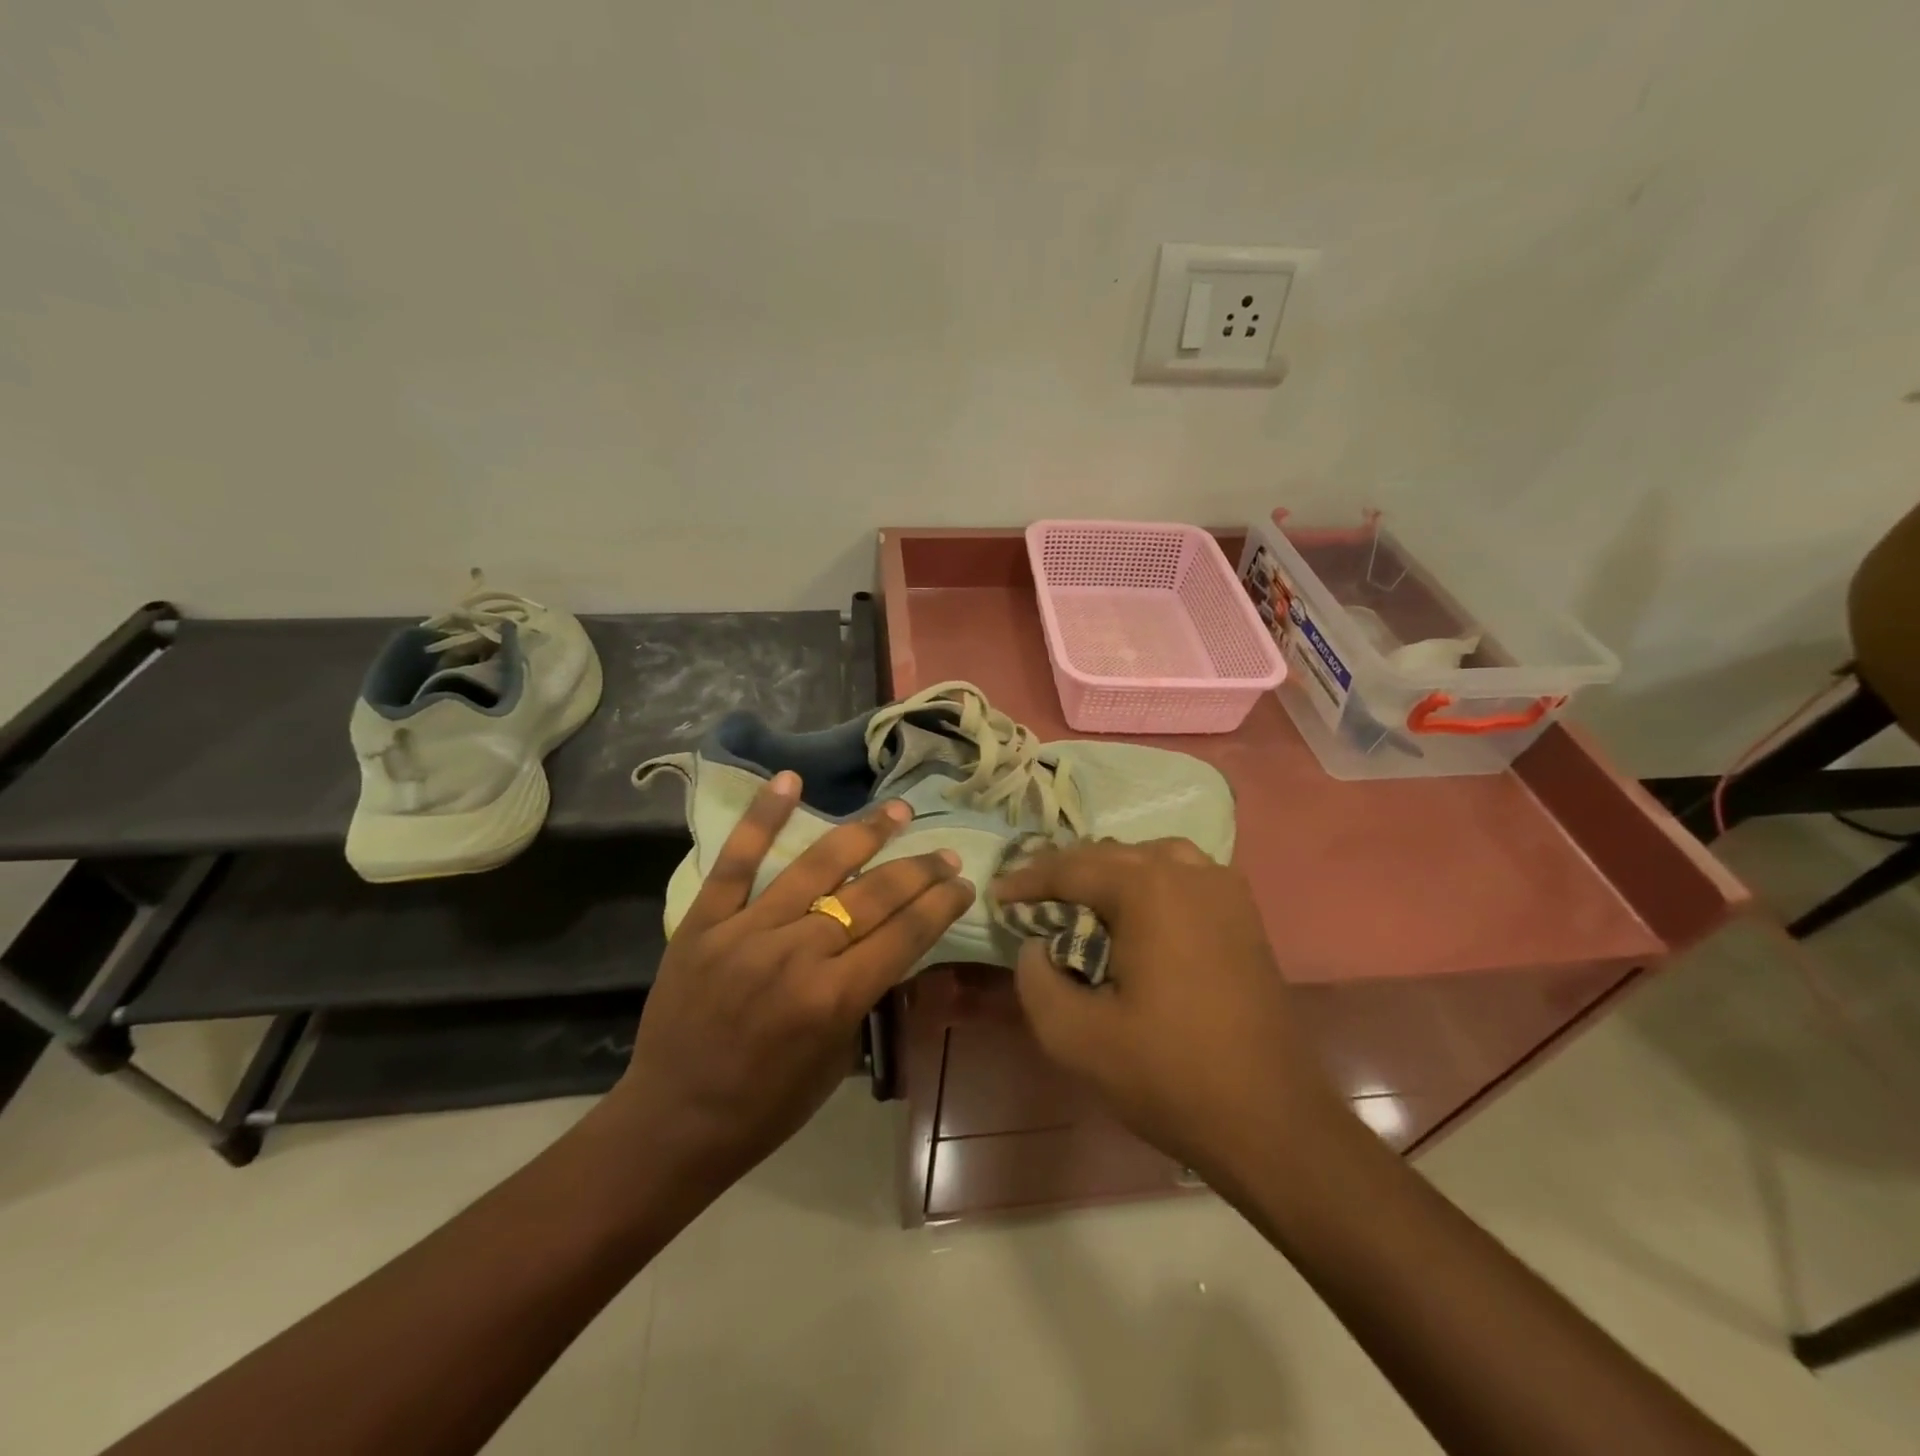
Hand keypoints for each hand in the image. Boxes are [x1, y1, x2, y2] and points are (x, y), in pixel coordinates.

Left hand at [608, 772, 974, 1189]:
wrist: (673, 1121)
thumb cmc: (767, 1105)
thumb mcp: (838, 1058)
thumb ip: (864, 994)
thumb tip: (890, 943)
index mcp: (834, 999)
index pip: (905, 934)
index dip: (941, 904)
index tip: (963, 882)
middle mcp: (797, 954)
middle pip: (872, 896)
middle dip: (918, 871)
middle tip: (944, 853)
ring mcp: (747, 931)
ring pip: (817, 867)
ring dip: (865, 833)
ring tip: (897, 811)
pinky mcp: (705, 921)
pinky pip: (736, 861)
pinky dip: (763, 818)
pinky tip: (790, 779)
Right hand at [991, 839, 1343, 1187]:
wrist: (1271, 1121)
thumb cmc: (1169, 1074)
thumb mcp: (1075, 1037)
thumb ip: (1036, 979)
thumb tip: (1036, 946)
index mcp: (1148, 890)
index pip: (1071, 868)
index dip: (1028, 880)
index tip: (997, 895)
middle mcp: (1189, 874)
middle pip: (1111, 855)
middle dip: (1065, 873)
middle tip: (1031, 897)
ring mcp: (1225, 892)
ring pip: (1152, 858)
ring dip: (1111, 871)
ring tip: (1082, 899)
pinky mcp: (1245, 917)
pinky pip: (1187, 875)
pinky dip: (1152, 881)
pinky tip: (1140, 914)